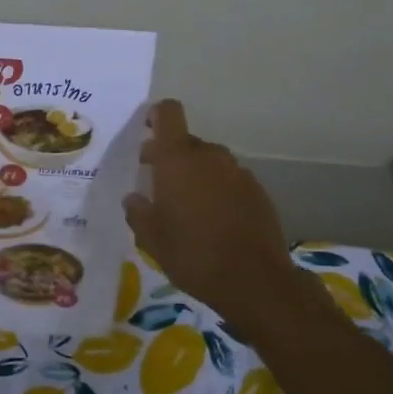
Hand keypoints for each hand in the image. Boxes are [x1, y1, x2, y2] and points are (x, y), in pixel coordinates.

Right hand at [123, 99, 330, 340]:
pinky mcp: (257, 191)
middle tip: (155, 184)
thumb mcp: (151, 239)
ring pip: (208, 162)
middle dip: (169, 156)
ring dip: (194, 175)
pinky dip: (216, 190)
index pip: (168, 113)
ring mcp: (237, 172)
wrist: (254, 280)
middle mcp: (209, 157)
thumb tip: (134, 198)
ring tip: (184, 207)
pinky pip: (228, 180)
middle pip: (186, 142)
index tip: (145, 130)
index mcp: (178, 160)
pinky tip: (212, 220)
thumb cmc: (192, 255)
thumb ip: (138, 212)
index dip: (156, 115)